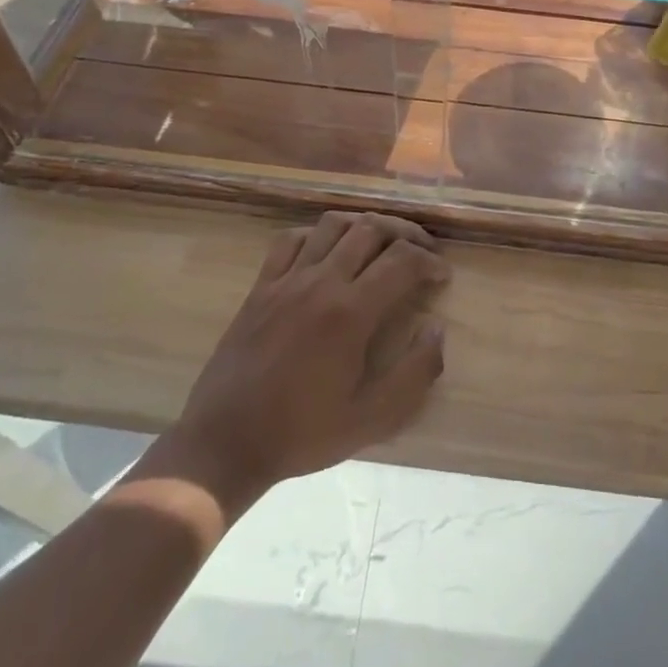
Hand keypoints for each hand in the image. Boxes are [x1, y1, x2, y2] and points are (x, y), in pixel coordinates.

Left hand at [144, 213, 448, 511]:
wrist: (225, 442)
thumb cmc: (302, 433)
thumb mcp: (371, 420)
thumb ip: (414, 374)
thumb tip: (436, 329)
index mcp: (350, 313)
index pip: (402, 260)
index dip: (430, 261)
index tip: (442, 276)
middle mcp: (321, 282)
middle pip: (371, 229)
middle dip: (406, 233)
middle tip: (422, 251)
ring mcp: (287, 279)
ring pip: (333, 224)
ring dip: (365, 225)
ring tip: (382, 243)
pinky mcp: (261, 285)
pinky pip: (292, 238)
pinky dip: (318, 233)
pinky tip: (329, 250)